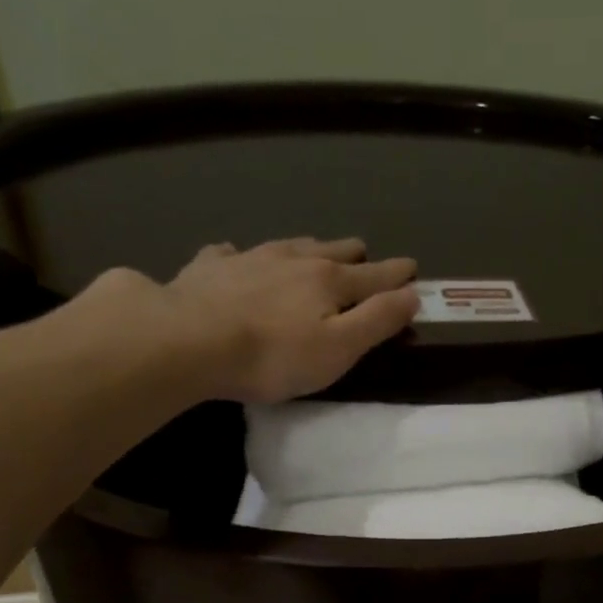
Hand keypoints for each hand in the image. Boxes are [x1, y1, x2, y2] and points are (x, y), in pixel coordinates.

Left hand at [68, 237, 418, 404]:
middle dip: (353, 254)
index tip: (412, 267)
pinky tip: (234, 254)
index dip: (396, 275)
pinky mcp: (209, 269)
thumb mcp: (338, 348)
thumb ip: (377, 321)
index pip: (373, 276)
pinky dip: (240, 255)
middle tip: (364, 252)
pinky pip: (230, 254)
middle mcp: (292, 261)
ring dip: (307, 247)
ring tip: (315, 247)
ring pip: (287, 246)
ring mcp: (248, 259)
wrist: (190, 340)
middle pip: (331, 253)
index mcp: (328, 282)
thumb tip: (412, 294)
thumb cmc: (273, 356)